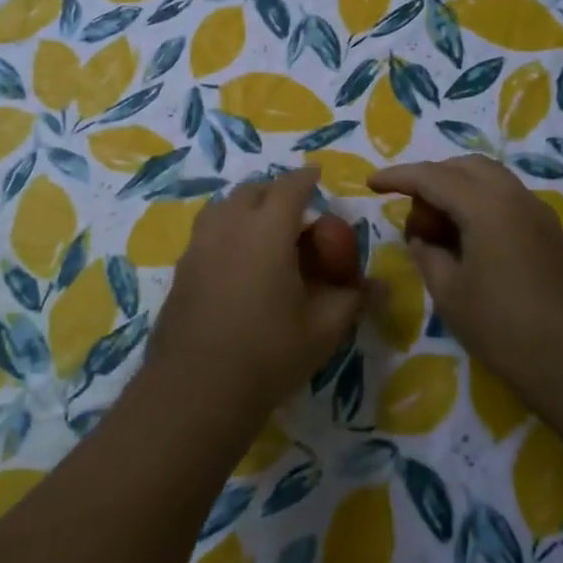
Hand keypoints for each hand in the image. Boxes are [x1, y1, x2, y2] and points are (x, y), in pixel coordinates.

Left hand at [149, 168, 366, 425]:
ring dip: (245, 207)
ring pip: (223, 207)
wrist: (197, 387)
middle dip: (275, 191)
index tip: (317, 175)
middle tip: (294, 209)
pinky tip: (235, 260)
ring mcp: (199, 245)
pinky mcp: (181, 268)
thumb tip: (382, 285)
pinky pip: (207, 232)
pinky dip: (225, 229)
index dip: (306, 178)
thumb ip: (353, 299)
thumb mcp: (324, 328)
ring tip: (261, 228)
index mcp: (267, 229)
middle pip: (252, 191)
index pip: (289, 187)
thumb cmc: (269, 352)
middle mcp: (229, 226)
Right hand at [368, 156, 562, 391]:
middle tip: (413, 214)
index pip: (432, 177)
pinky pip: (507, 200)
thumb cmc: (505, 328)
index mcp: (487, 205)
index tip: (371, 183)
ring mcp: (540, 214)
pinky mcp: (552, 234)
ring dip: (458, 191)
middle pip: (465, 167)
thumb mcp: (449, 293)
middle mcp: (516, 197)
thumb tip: (423, 238)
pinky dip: (480, 206)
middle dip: (432, 179)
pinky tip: (469, 242)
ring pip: (490, 180)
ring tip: (439, 230)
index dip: (398, 177)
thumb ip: (428, 254)